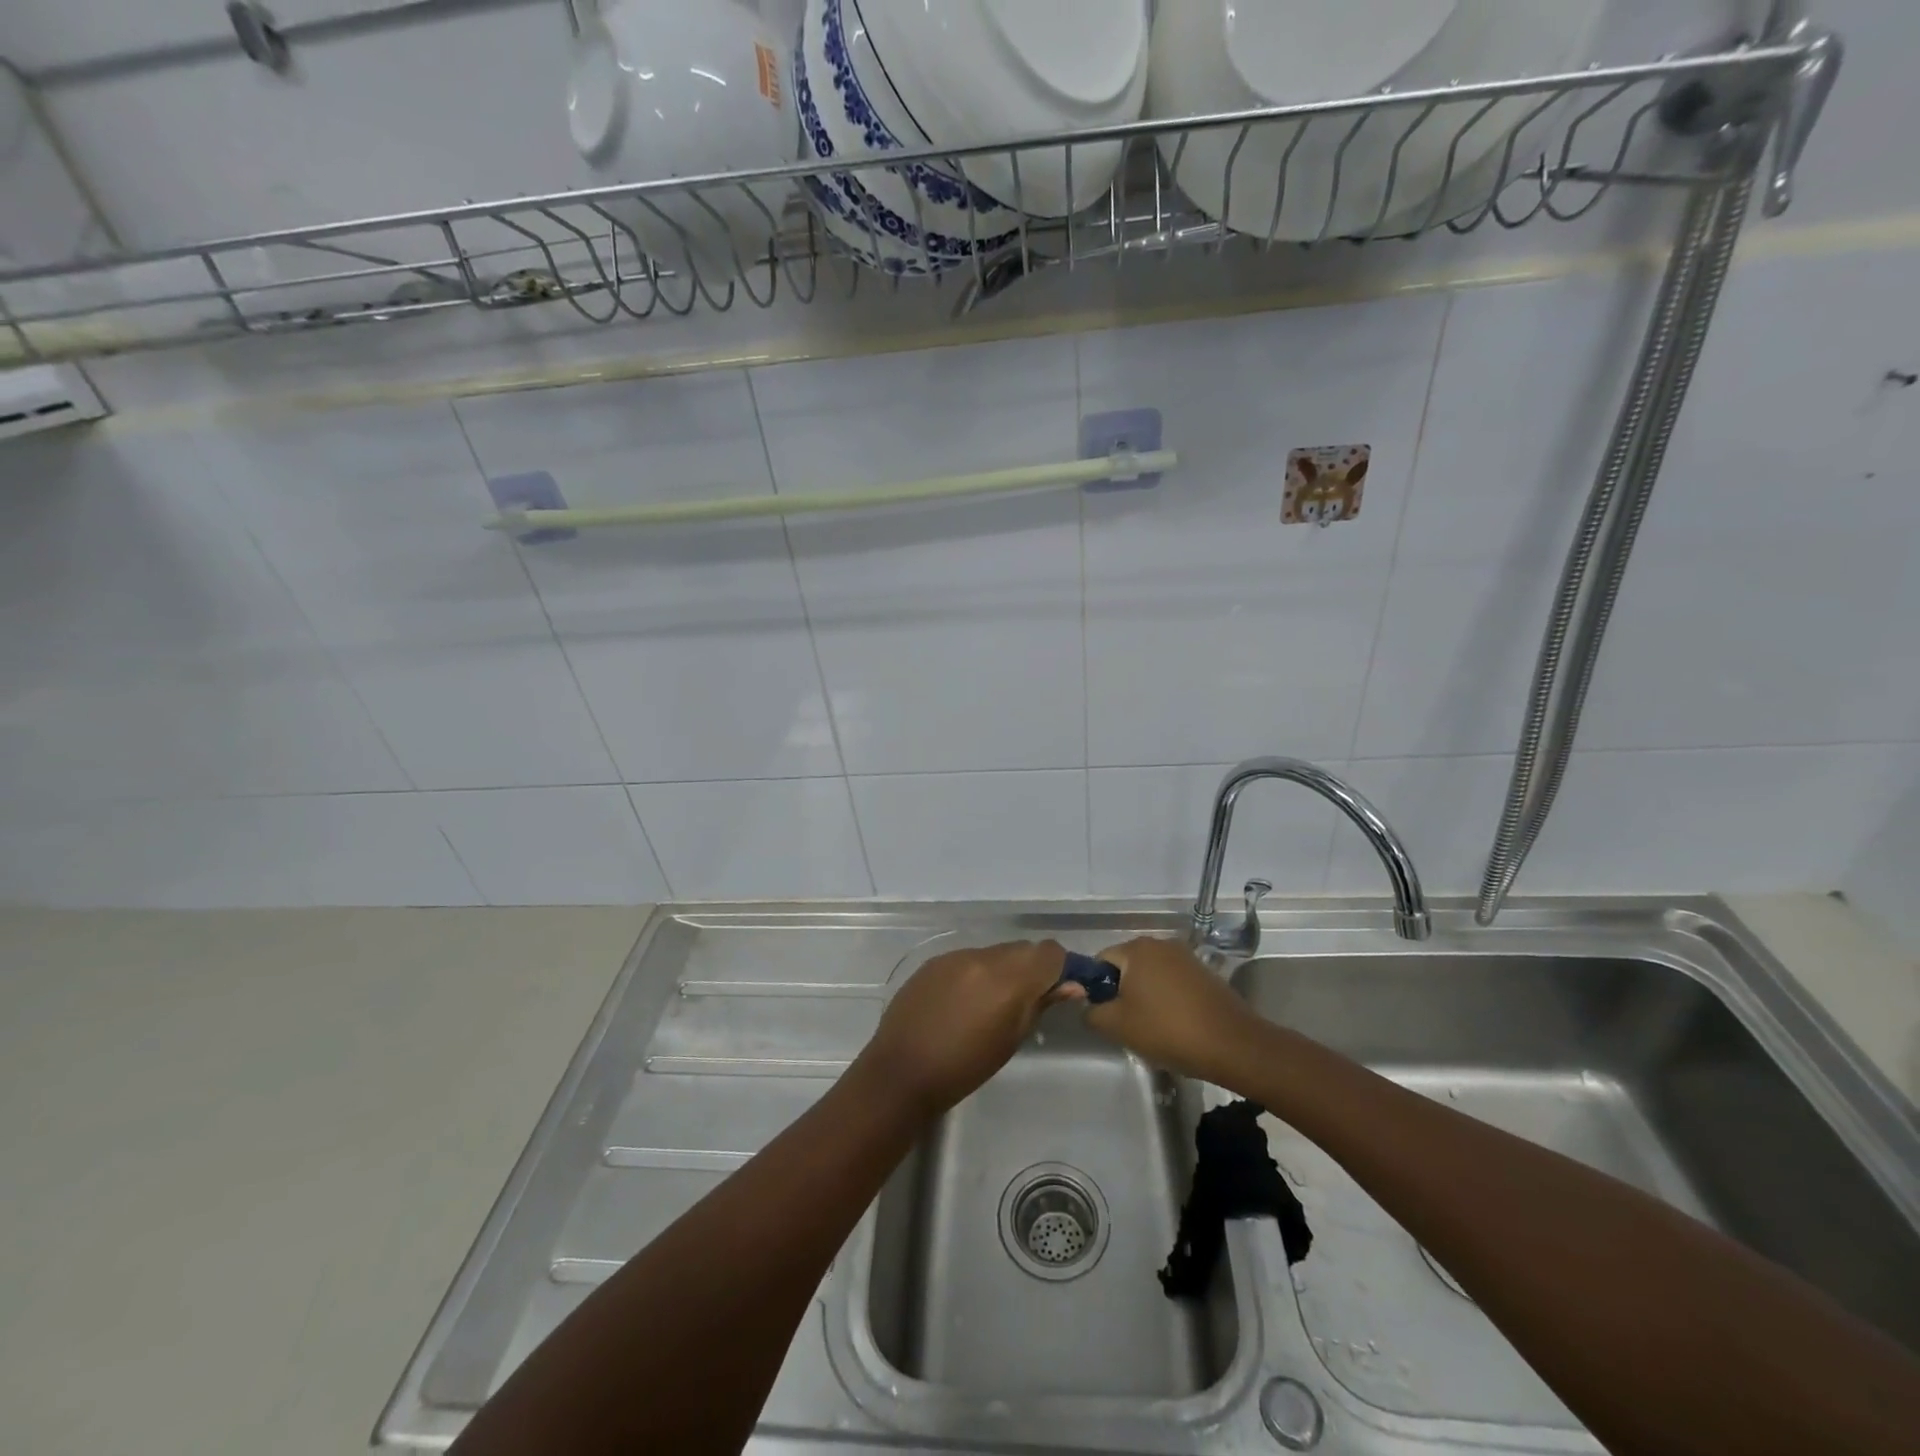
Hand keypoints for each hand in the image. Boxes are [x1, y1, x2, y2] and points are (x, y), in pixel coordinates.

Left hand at [857, 940, 1069, 1118]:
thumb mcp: (1011, 1040)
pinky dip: (976, 973)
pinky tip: (964, 1002)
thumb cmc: (965, 1067)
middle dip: (1031, 969)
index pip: (1049, 952)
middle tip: (1027, 1002)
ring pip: (994, 953)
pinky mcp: (934, 961)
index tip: (1060, 990)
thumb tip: (1072, 986)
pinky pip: (968, 959)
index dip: (1060, 967)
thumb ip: (1040, 1005)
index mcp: (1008, 977)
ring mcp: (955, 955)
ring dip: (1003, 971)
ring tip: (992, 1005)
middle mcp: (983, 957)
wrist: (902, 1071)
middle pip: (1022, 949)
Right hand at [1083, 937, 1257, 1083]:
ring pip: (1150, 974)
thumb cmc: (1168, 1030)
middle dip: (1121, 992)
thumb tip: (1089, 1006)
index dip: (1096, 987)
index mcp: (1136, 948)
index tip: (1104, 1014)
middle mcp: (1160, 943)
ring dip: (1144, 996)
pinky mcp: (1204, 972)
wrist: (1232, 1044)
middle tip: (1125, 1023)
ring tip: (1151, 1027)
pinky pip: (1172, 981)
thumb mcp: (1117, 1026)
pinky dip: (1166, 998)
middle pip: (1126, 965)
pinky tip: (1173, 1024)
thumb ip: (1092, 1012)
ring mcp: (1185, 956)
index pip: (1100, 960)